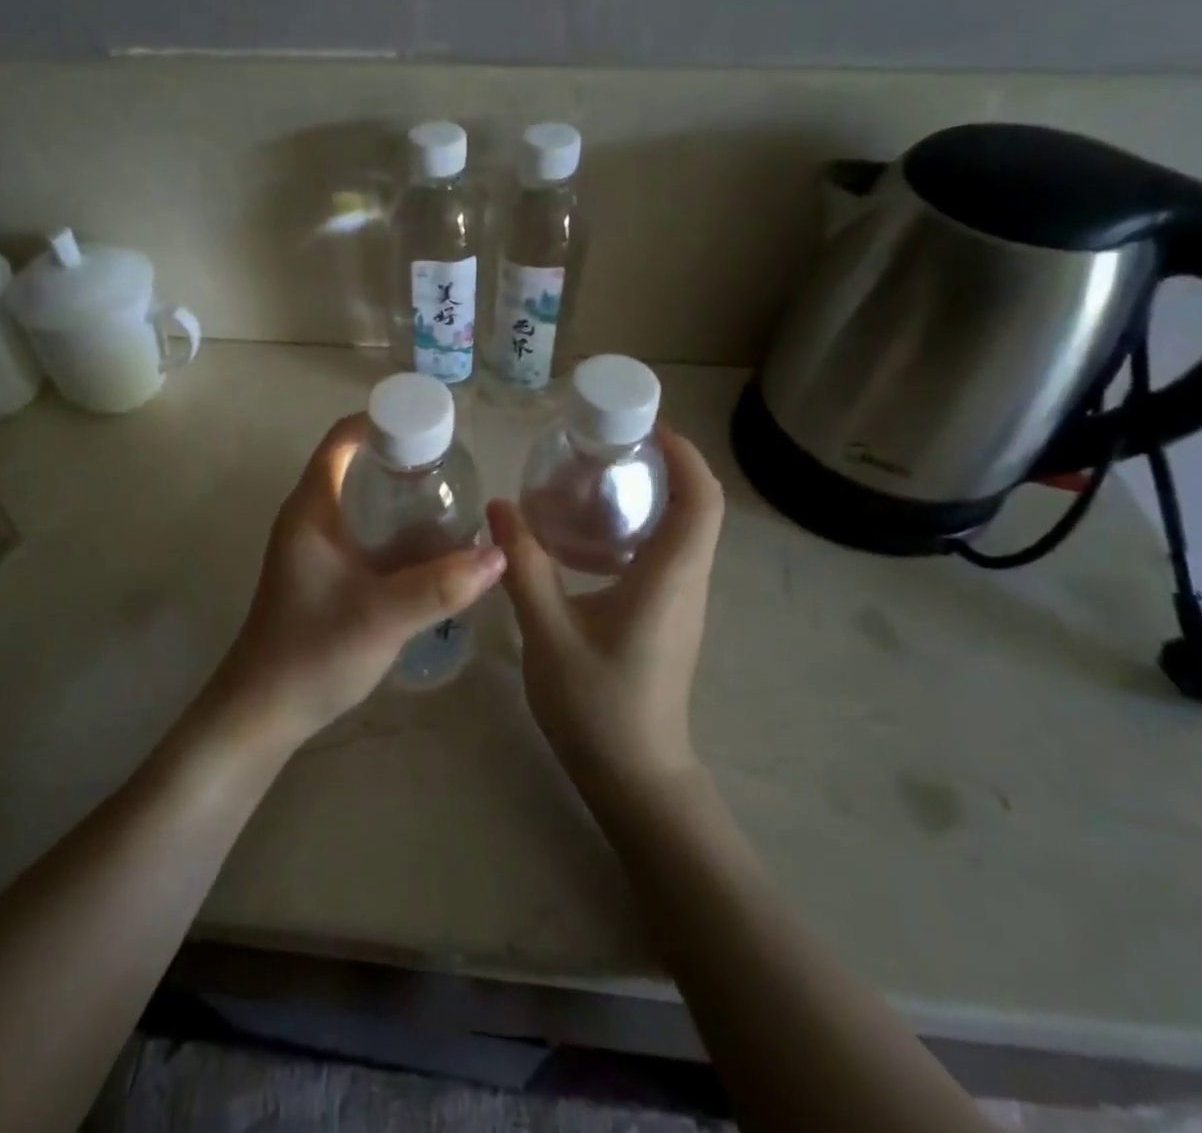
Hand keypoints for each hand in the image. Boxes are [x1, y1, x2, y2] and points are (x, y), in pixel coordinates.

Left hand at [208, 415, 505, 749]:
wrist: (263, 713)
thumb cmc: (312, 653)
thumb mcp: (383, 617)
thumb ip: (442, 587)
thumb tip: (499, 554)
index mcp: (312, 509)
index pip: (343, 438)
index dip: (384, 420)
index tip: (432, 426)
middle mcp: (310, 518)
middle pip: (356, 465)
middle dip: (404, 460)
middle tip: (454, 469)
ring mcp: (315, 548)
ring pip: (363, 503)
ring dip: (402, 498)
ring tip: (453, 501)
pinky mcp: (324, 574)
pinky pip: (364, 535)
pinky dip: (396, 531)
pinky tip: (432, 550)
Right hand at [489, 426, 723, 788]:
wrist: (635, 777)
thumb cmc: (597, 705)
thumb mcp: (548, 632)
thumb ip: (524, 566)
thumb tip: (499, 507)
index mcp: (670, 577)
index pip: (702, 499)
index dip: (684, 453)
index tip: (645, 425)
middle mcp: (689, 582)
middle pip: (697, 506)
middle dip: (664, 464)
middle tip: (608, 443)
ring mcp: (683, 602)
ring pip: (685, 530)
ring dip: (653, 494)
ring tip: (596, 477)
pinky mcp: (670, 616)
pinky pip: (668, 554)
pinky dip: (641, 526)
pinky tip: (590, 534)